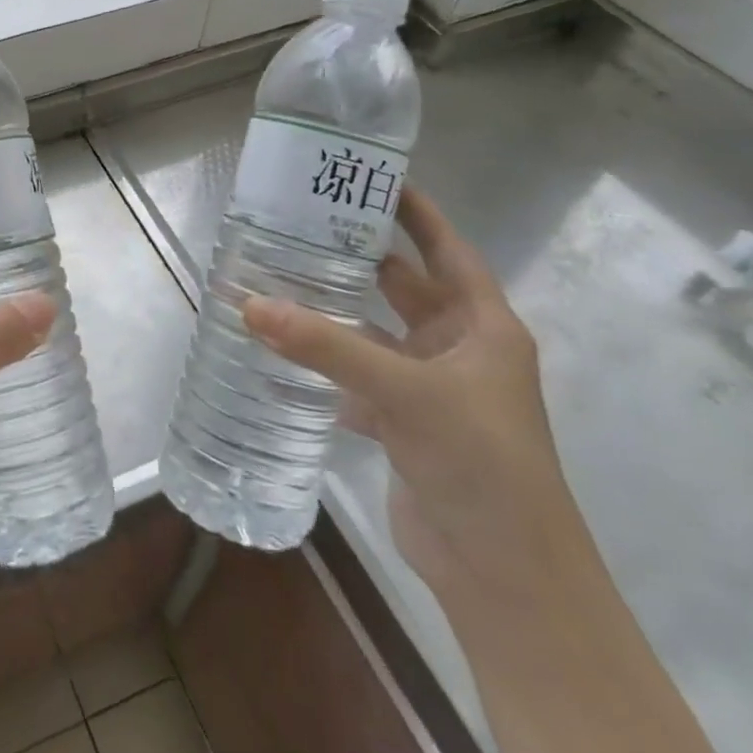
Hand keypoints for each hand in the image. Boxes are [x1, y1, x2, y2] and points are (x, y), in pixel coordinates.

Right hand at [244, 188, 589, 607]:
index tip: (369, 177)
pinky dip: (324, 364)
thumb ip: (326, 347)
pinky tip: (282, 349)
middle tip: (302, 223)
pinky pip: (357, 377)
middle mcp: (457, 349)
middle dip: (358, 256)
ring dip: (334, 313)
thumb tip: (249, 304)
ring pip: (373, 333)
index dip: (414, 212)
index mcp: (482, 326)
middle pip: (403, 286)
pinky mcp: (403, 423)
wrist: (504, 575)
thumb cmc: (480, 463)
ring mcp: (429, 388)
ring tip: (279, 278)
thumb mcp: (406, 392)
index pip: (446, 249)